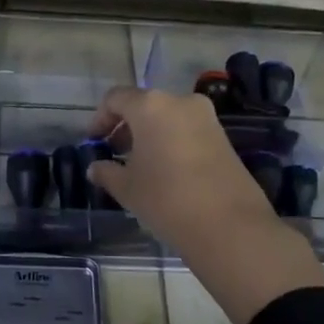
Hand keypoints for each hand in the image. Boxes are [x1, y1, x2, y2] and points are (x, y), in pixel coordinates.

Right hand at [86, 86, 323, 323]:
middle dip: (126, 126)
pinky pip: (187, 130)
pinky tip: (165, 170)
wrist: (229, 225)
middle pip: (144, 105)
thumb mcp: (127, 188)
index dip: (100, 118)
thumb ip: (107, 172)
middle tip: (114, 153)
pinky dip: (171, 141)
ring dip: (149, 134)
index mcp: (150, 105)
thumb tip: (96, 168)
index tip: (94, 142)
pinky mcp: (223, 136)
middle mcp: (180, 102)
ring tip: (139, 165)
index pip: (116, 98)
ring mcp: (206, 117)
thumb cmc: (166, 199)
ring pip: (168, 117)